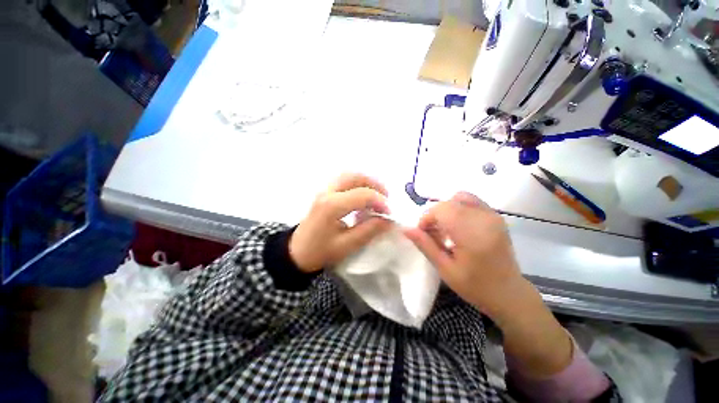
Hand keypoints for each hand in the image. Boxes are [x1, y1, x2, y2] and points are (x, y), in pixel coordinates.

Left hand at [289, 173, 392, 272]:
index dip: (380, 202)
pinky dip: (358, 185)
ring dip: (367, 182)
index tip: (389, 214)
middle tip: (386, 199)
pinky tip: (363, 198)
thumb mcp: (347, 245)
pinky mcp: (325, 192)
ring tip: (377, 197)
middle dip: (375, 184)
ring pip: (350, 175)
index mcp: (332, 206)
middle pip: (355, 176)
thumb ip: (369, 230)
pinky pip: (345, 181)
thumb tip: (389, 219)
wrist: (297, 251)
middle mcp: (328, 192)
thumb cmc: (320, 251)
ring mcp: (324, 190)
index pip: (363, 194)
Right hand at [403, 192, 522, 318]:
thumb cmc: (475, 286)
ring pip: (460, 197)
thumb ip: (425, 245)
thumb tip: (405, 229)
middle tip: (434, 235)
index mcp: (472, 234)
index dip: (427, 218)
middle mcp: (484, 219)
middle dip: (435, 215)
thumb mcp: (445, 269)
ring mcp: (493, 215)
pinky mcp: (496, 216)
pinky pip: (471, 201)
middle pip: (449, 202)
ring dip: (447, 210)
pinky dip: (459, 208)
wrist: (509, 293)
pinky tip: (458, 226)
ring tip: (446, 229)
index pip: (442, 209)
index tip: (424, 234)